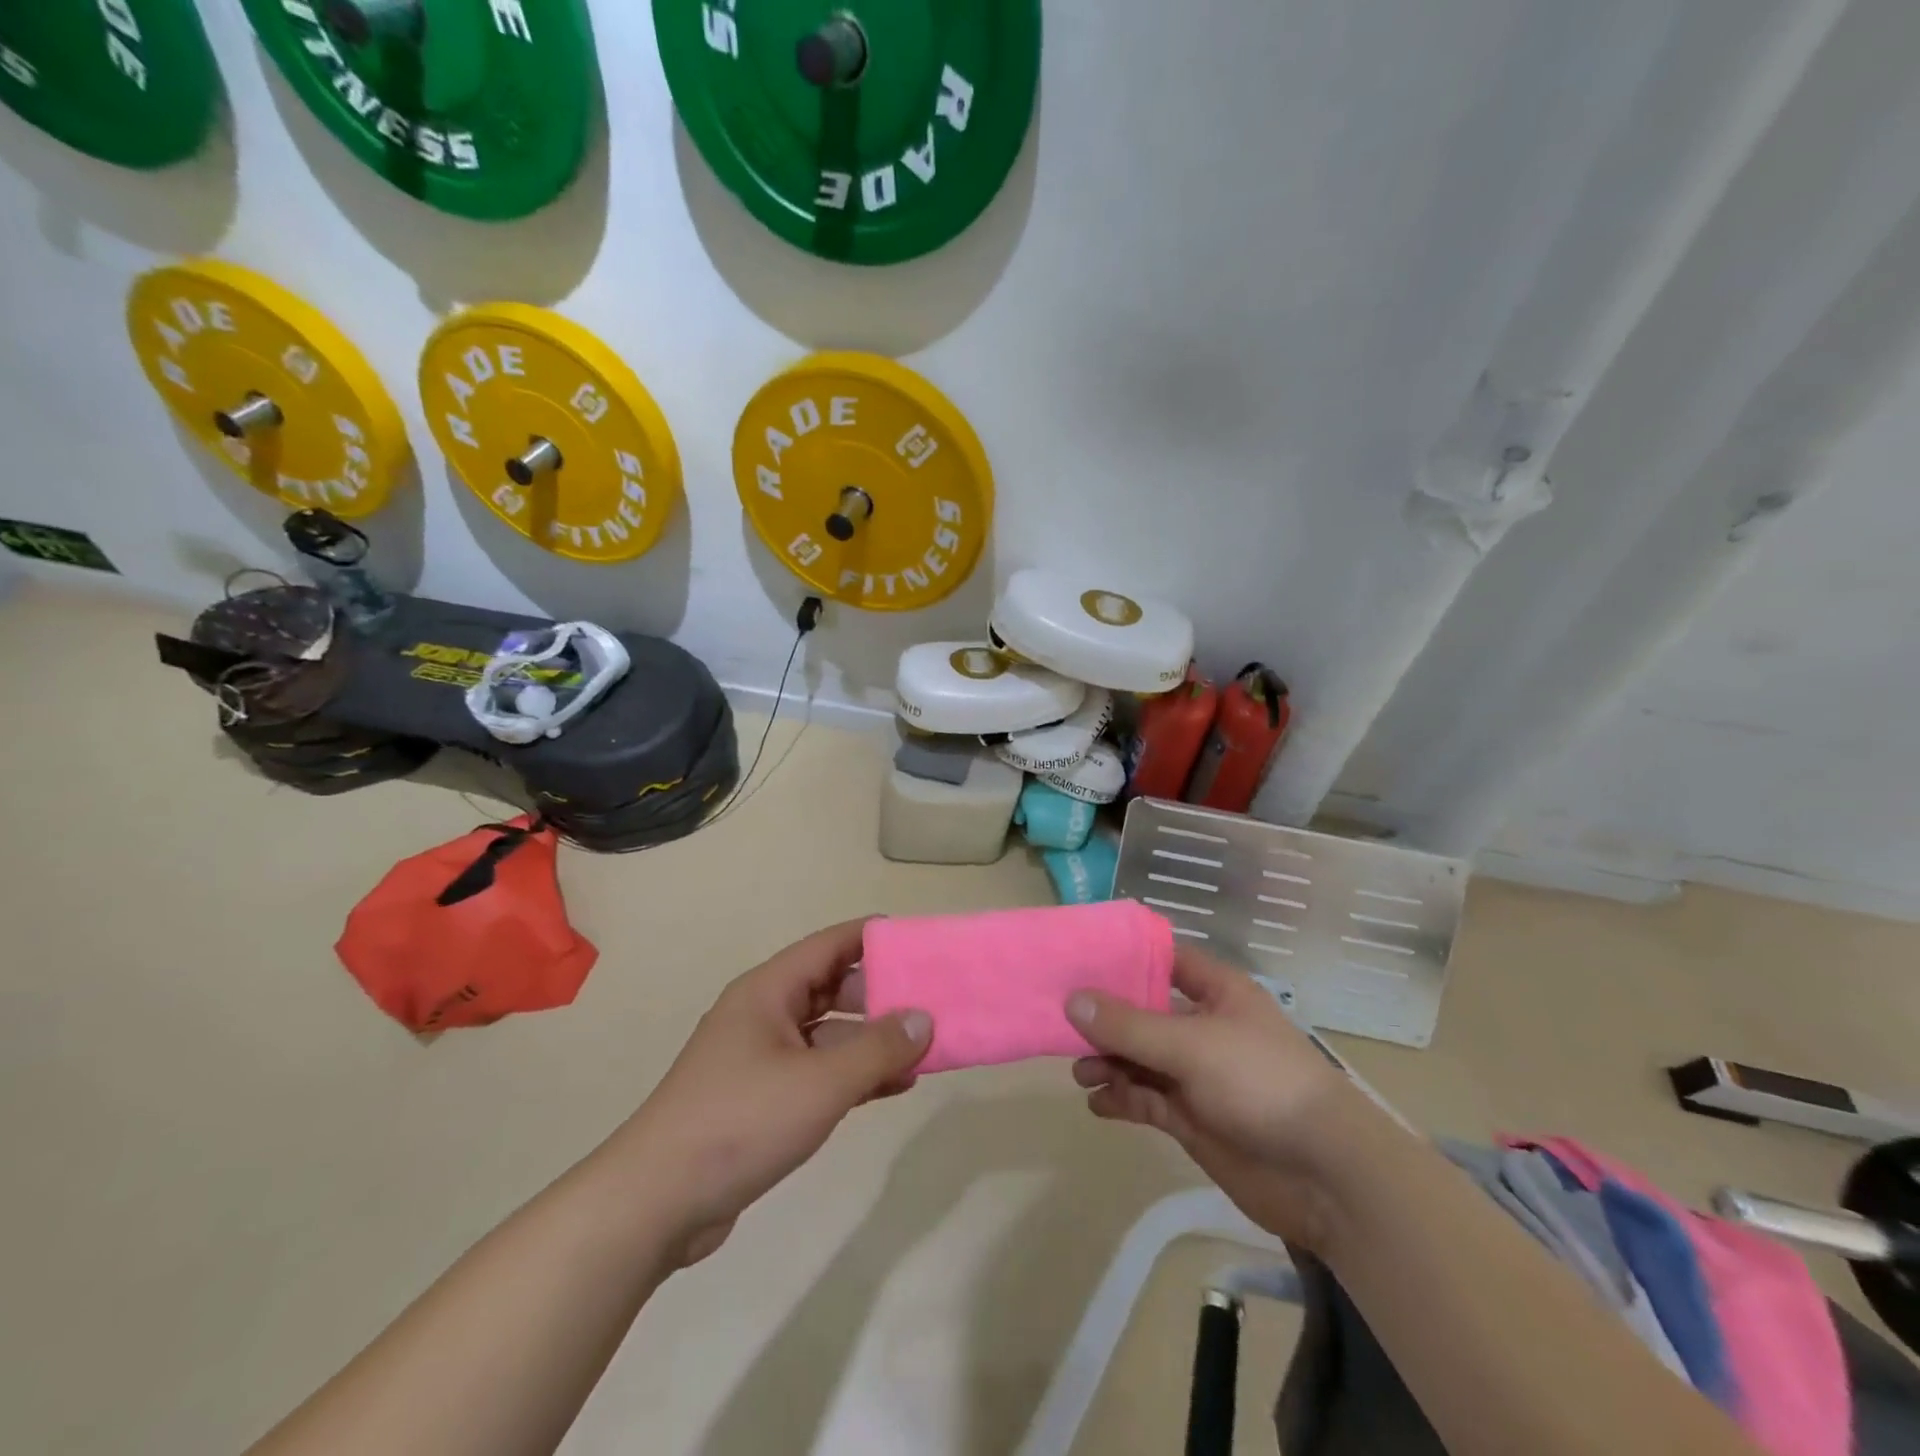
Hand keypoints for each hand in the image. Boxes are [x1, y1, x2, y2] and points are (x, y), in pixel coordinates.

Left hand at [619, 919, 929, 1263]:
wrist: (656, 1203)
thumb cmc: (740, 1122)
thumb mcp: (820, 1083)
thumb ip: (878, 1049)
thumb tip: (924, 1018)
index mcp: (768, 991)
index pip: (831, 945)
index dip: (875, 938)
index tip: (921, 944)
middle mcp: (764, 1014)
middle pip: (832, 987)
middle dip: (881, 994)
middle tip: (931, 1003)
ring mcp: (760, 1058)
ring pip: (828, 1033)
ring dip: (872, 1040)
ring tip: (924, 1050)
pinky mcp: (761, 1099)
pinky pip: (818, 1071)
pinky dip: (853, 1074)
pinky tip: (893, 1087)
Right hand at [1069, 946, 1381, 1251]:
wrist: (1323, 1175)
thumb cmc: (1261, 1084)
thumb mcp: (1191, 1045)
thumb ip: (1129, 1025)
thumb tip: (1072, 1000)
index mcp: (1216, 992)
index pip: (1164, 959)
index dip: (1124, 957)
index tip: (1078, 958)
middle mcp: (1204, 1026)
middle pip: (1143, 1011)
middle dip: (1105, 1017)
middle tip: (1061, 1024)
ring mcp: (1197, 1073)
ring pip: (1140, 1057)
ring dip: (1109, 1062)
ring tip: (1080, 1072)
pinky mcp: (1192, 1117)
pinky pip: (1146, 1098)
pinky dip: (1121, 1098)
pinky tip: (1098, 1103)